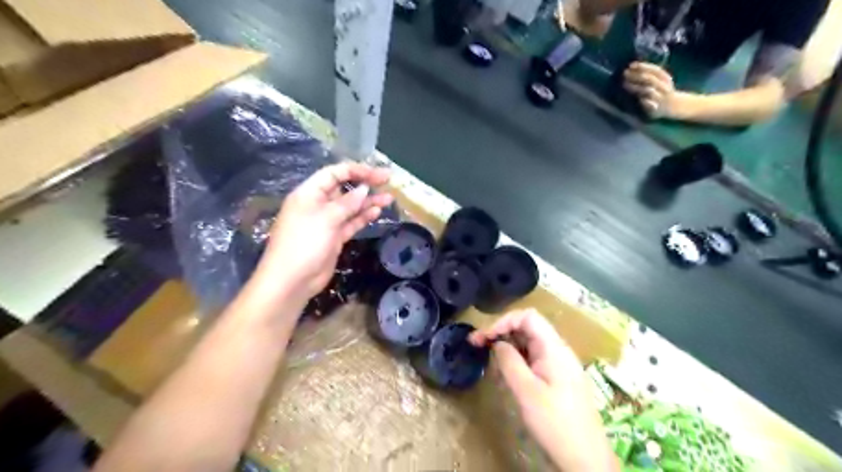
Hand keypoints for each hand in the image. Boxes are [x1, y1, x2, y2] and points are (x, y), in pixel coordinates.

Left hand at [251, 165, 393, 305]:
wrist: (292, 280)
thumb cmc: (304, 243)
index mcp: (309, 193)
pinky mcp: (334, 237)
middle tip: (388, 181)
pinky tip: (377, 212)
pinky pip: (351, 222)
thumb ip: (347, 203)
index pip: (334, 173)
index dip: (356, 170)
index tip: (377, 173)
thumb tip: (364, 188)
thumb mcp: (326, 218)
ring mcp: (327, 222)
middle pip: (344, 188)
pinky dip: (363, 217)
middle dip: (365, 183)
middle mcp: (318, 204)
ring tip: (389, 198)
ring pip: (351, 207)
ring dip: (368, 201)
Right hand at [471, 311, 616, 470]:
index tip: (484, 337)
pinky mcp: (558, 377)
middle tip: (477, 344)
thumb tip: (497, 342)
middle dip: (502, 331)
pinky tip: (506, 372)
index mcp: (554, 348)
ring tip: (489, 357)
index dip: (503, 321)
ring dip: (508, 345)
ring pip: (530, 343)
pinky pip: (534, 358)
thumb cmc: (555, 423)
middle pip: (528, 327)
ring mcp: (559, 364)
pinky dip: (517, 359)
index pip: (528, 317)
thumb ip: (509, 361)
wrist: (586, 459)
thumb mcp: (526, 391)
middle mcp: (558, 350)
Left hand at [621, 61, 678, 118]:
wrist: (674, 105)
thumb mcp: (660, 80)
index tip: (631, 65)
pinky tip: (638, 99)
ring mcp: (659, 98)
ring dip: (636, 87)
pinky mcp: (655, 109)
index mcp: (665, 78)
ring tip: (624, 84)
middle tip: (624, 73)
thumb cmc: (661, 90)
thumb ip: (649, 74)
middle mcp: (663, 87)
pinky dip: (645, 102)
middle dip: (636, 75)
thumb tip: (632, 67)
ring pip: (648, 91)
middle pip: (649, 79)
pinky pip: (650, 105)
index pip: (655, 70)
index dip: (643, 66)